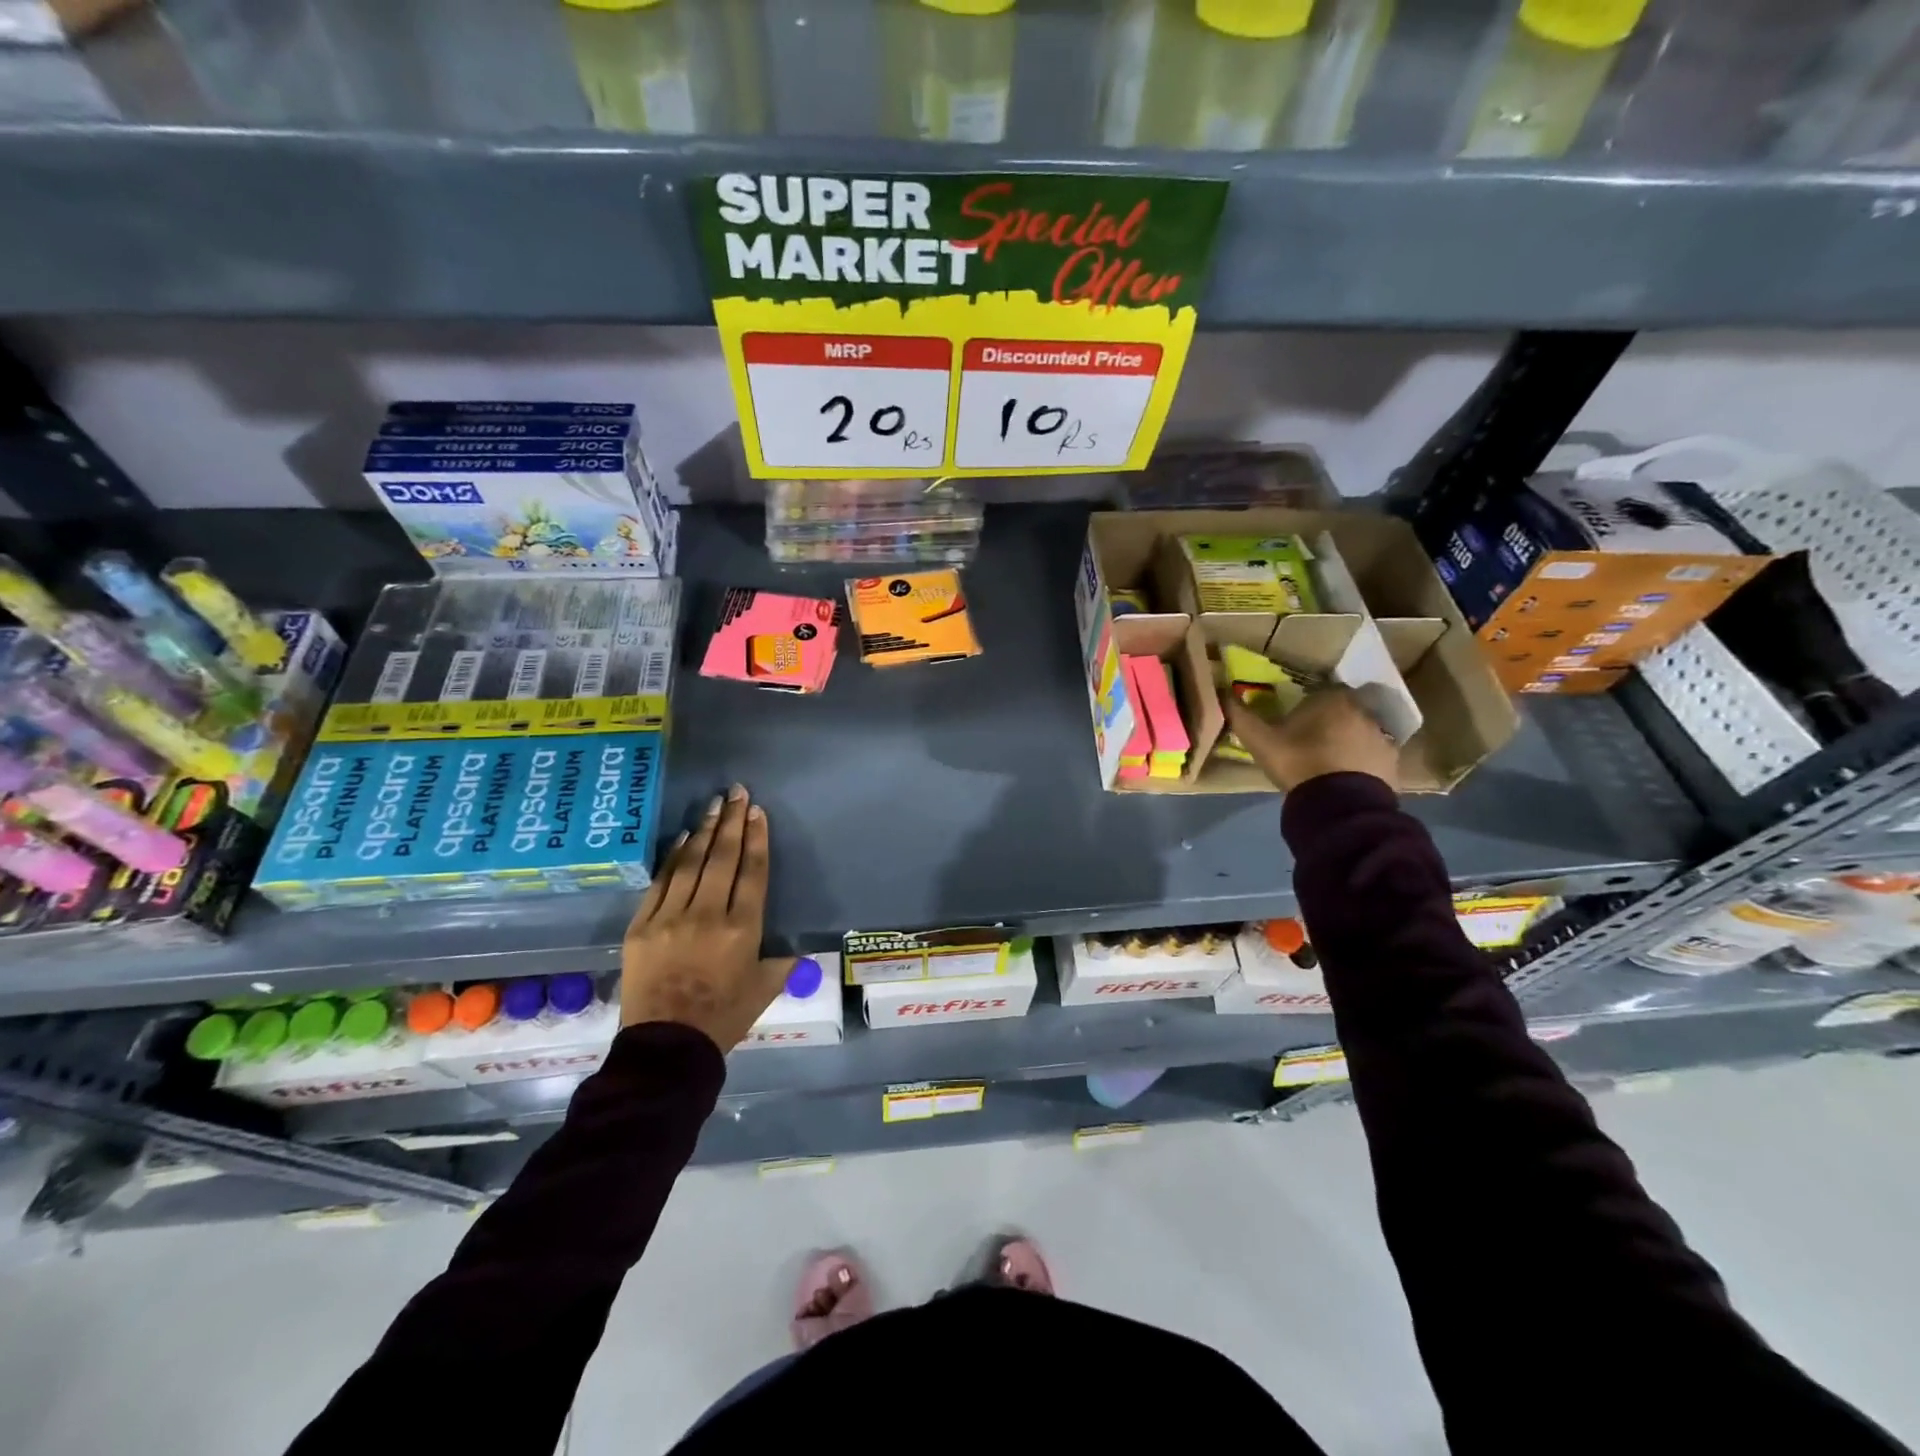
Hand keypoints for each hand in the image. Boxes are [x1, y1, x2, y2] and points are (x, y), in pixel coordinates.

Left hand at [621, 785, 792, 1050]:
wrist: (666, 1048)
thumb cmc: (724, 1019)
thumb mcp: (766, 988)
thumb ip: (783, 960)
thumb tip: (797, 947)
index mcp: (742, 929)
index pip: (752, 872)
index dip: (757, 838)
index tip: (758, 812)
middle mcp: (708, 915)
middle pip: (723, 858)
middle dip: (733, 822)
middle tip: (737, 792)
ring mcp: (670, 917)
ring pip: (692, 863)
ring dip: (705, 831)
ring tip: (715, 805)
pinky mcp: (642, 926)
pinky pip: (661, 882)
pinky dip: (674, 857)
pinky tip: (684, 838)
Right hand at [1225, 685, 1398, 793]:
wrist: (1340, 804)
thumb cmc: (1299, 762)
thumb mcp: (1261, 741)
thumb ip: (1241, 716)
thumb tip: (1223, 693)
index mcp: (1331, 698)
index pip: (1319, 693)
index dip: (1307, 708)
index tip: (1294, 725)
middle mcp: (1362, 710)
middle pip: (1342, 711)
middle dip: (1329, 723)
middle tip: (1310, 744)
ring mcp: (1381, 735)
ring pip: (1359, 732)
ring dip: (1347, 742)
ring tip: (1327, 764)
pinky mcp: (1392, 761)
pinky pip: (1372, 755)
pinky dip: (1361, 762)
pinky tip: (1345, 778)